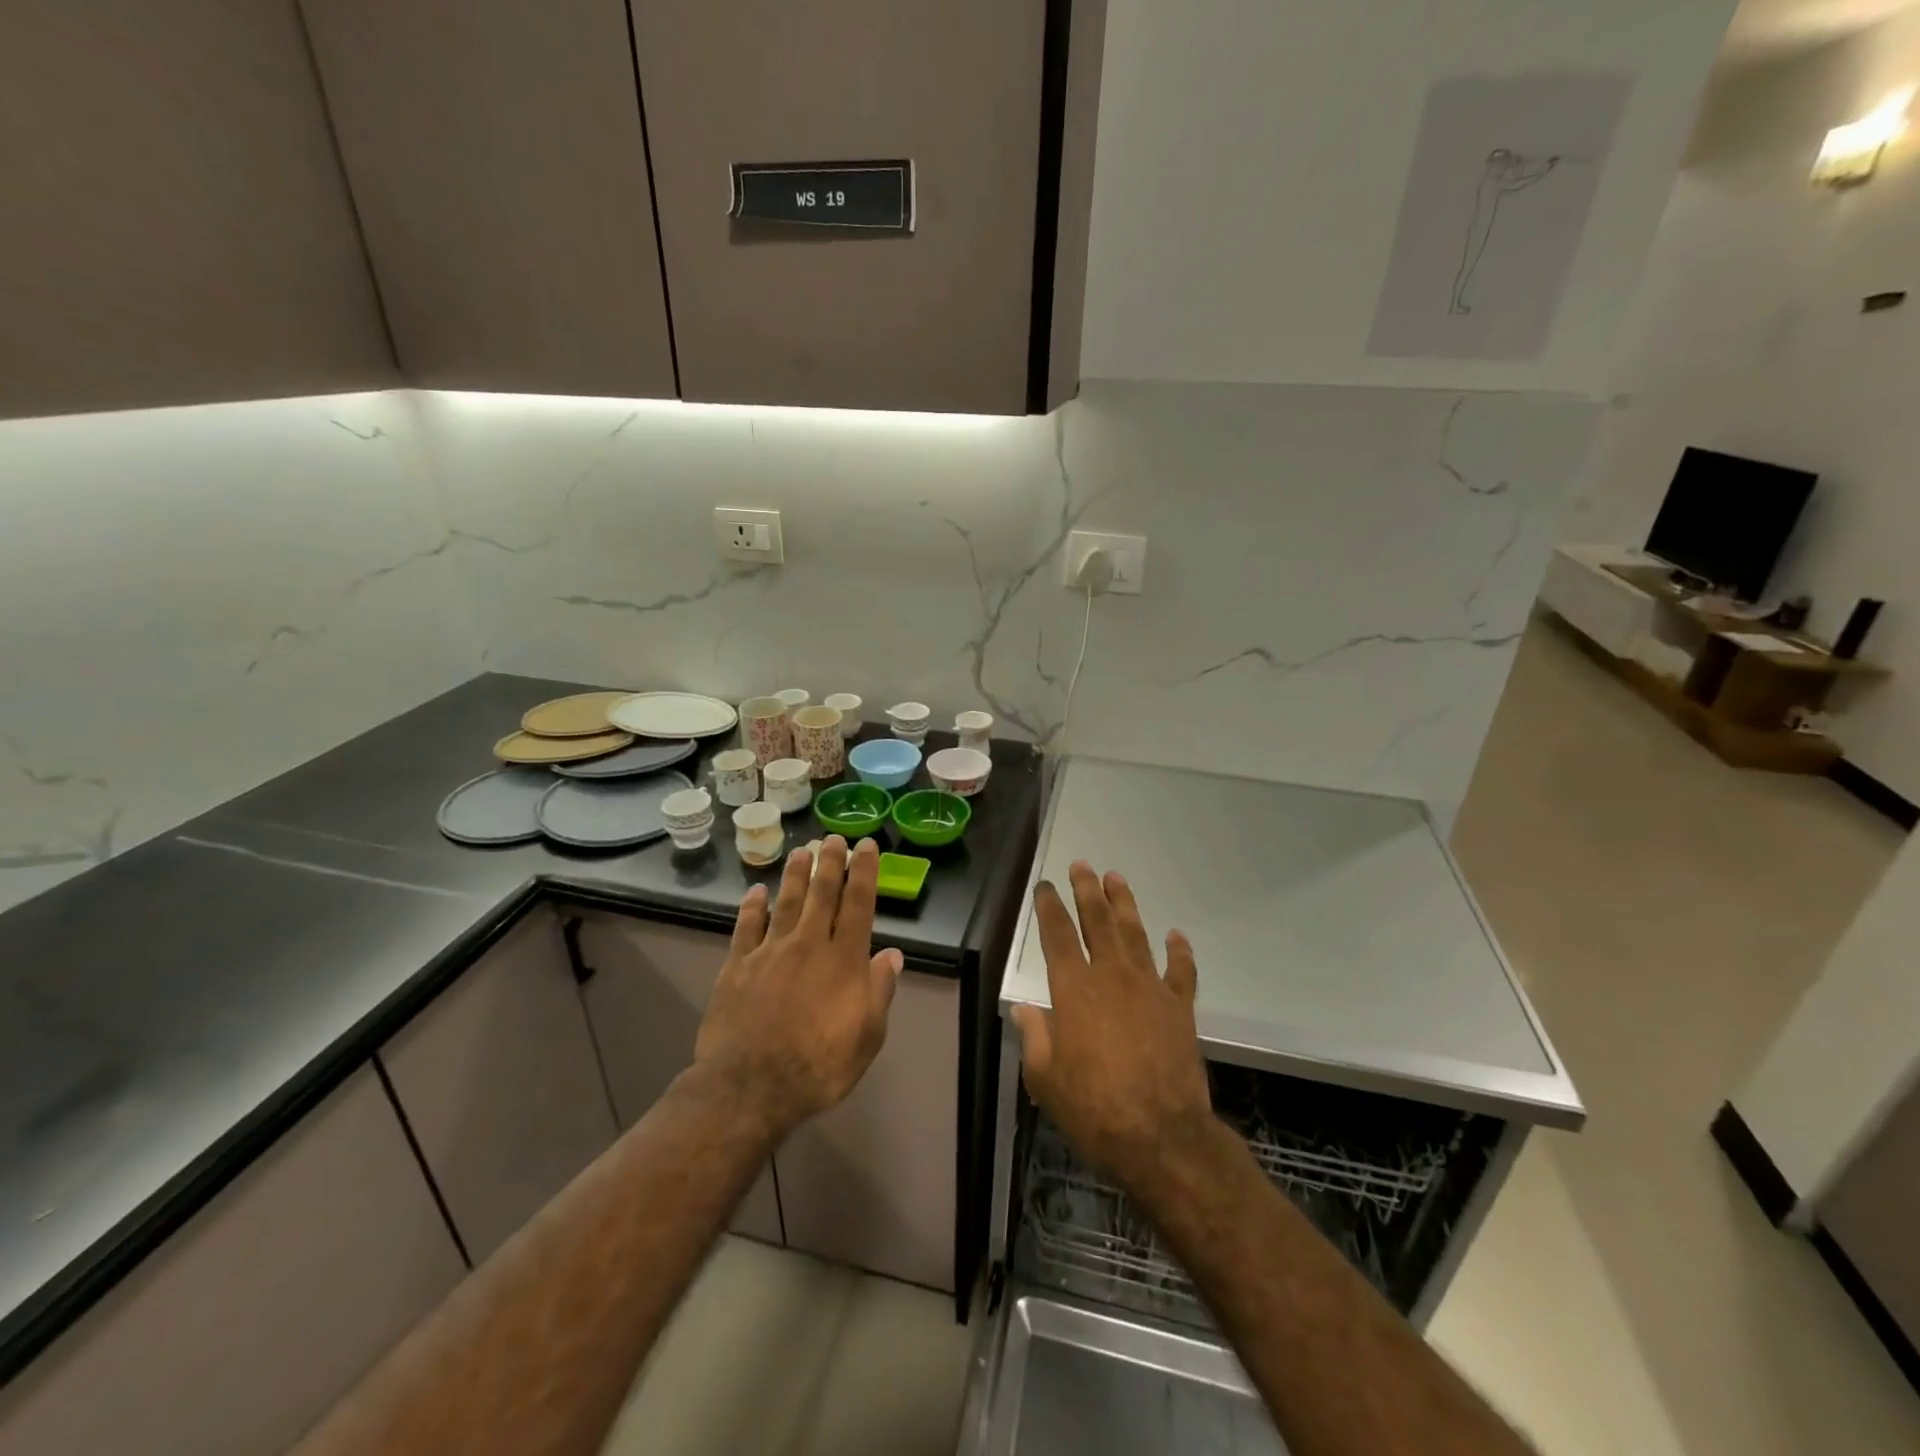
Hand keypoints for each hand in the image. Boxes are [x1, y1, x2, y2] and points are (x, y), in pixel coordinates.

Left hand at [696, 836, 902, 1137]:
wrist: (750, 1087)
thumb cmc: (818, 1066)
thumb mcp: (867, 1037)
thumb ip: (879, 992)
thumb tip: (891, 955)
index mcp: (843, 960)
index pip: (858, 904)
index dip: (864, 872)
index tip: (866, 846)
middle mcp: (808, 945)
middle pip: (821, 894)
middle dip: (829, 863)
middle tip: (832, 838)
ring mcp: (769, 952)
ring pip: (785, 903)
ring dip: (794, 875)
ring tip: (801, 852)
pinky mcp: (736, 967)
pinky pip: (746, 928)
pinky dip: (751, 907)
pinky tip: (755, 892)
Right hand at [1011, 863, 1212, 1191]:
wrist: (1161, 1136)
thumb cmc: (1093, 1107)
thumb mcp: (1045, 1078)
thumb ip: (1035, 1037)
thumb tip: (1024, 1009)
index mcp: (1074, 989)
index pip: (1057, 935)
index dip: (1049, 907)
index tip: (1045, 886)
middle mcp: (1111, 976)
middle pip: (1098, 921)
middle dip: (1087, 890)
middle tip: (1082, 865)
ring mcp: (1149, 988)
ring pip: (1135, 934)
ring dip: (1125, 904)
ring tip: (1116, 879)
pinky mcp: (1179, 1007)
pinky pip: (1180, 970)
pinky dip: (1179, 951)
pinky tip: (1175, 934)